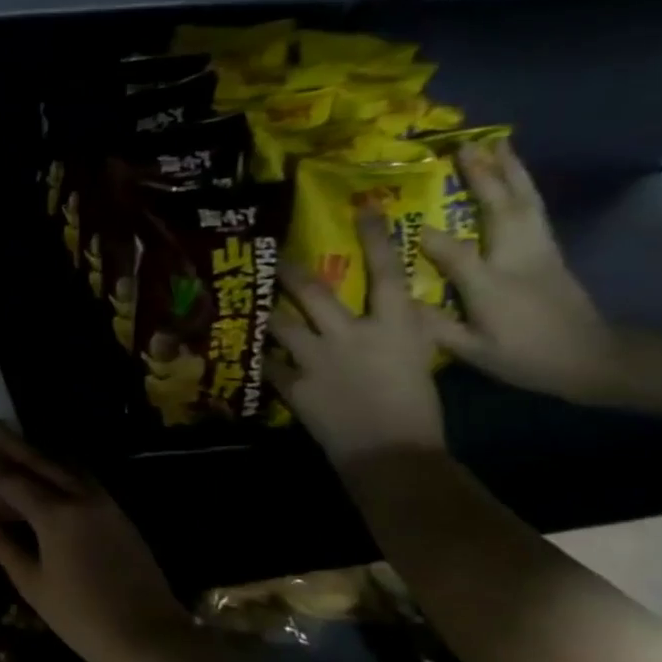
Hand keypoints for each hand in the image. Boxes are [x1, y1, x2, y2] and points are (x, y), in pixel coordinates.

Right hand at [0, 424, 186, 661]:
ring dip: (39, 452)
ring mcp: (104, 504)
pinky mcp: (118, 514)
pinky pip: (84, 478)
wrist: (149, 638)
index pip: (10, 482)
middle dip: (12, 444)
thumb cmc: (80, 616)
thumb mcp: (31, 581)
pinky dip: (61, 468)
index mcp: (55, 515)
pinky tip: (52, 472)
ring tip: (17, 444)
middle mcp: (80, 498)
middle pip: (40, 462)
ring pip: (66, 466)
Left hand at [270, 210, 445, 462]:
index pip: (387, 272)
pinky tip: (244, 349)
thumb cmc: (416, 406)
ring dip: (264, 312)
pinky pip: (267, 363)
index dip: (374, 238)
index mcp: (396, 325)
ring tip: (247, 300)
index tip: (362, 209)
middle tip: (271, 254)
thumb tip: (386, 309)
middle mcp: (353, 334)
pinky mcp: (295, 384)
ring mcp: (318, 358)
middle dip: (289, 271)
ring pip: (280, 323)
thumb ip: (398, 329)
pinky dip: (258, 356)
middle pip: (314, 291)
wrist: (392, 451)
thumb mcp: (418, 357)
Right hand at [416, 143, 618, 402]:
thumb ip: (434, 325)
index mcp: (493, 287)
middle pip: (502, 210)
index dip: (428, 237)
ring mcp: (540, 252)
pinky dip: (522, 188)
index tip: (398, 220)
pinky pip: (533, 211)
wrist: (594, 360)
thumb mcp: (472, 352)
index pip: (455, 253)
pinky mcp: (551, 252)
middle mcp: (519, 260)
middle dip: (484, 177)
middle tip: (464, 147)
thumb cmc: (526, 359)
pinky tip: (513, 177)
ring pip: (525, 203)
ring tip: (495, 146)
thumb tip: (396, 301)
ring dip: (510, 172)